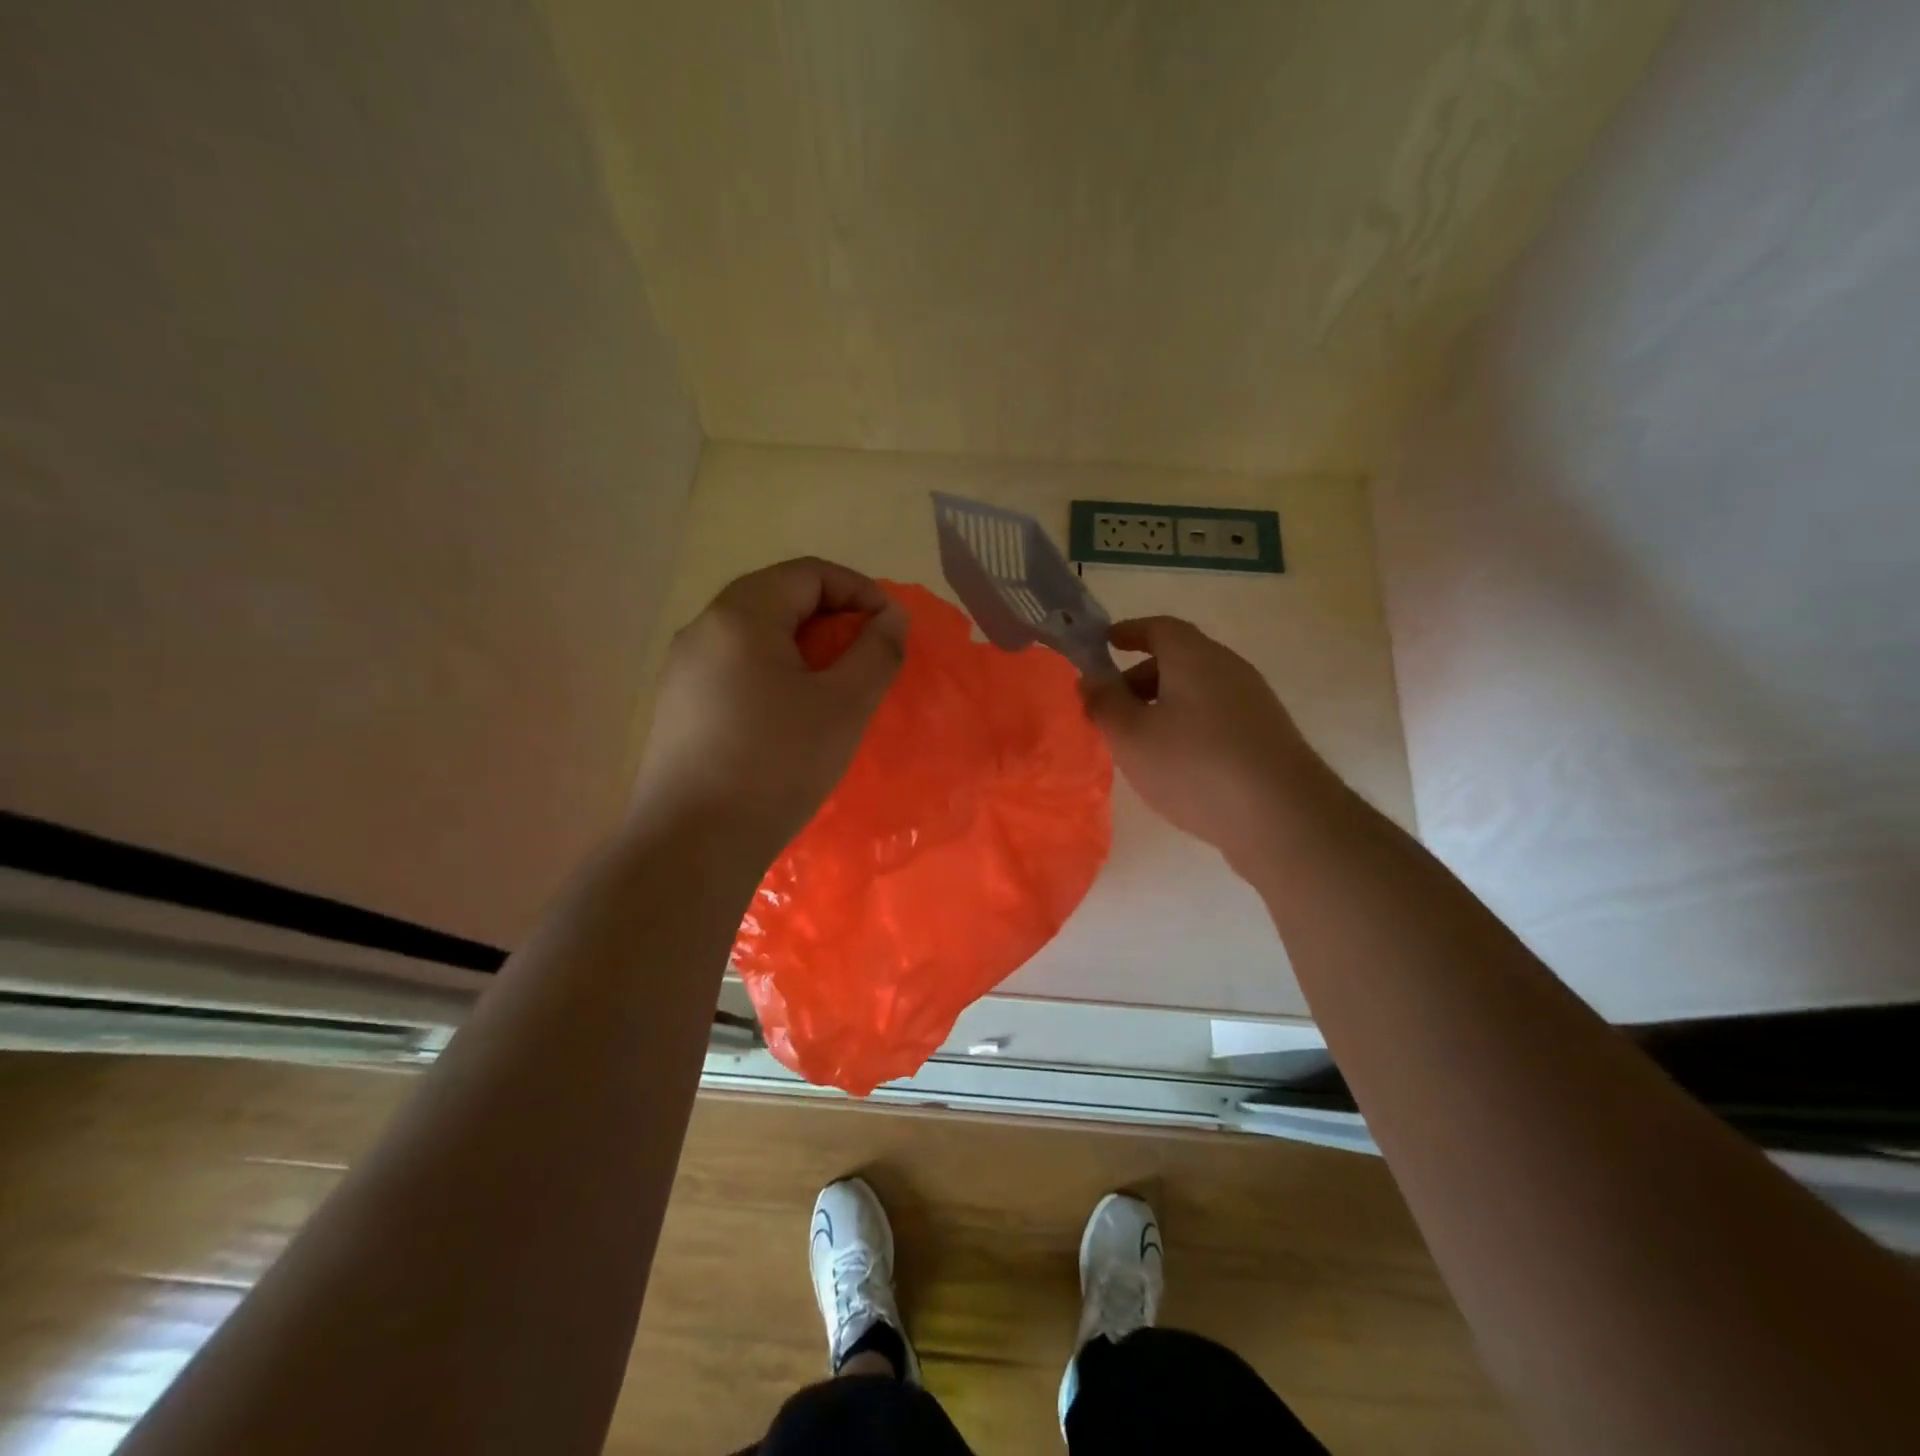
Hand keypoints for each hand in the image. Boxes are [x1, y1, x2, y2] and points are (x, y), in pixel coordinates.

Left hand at [634, 558, 907, 858]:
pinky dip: (776, 674)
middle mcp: (703, 629)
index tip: (891, 630)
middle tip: (868, 657)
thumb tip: (891, 617)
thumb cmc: (777, 763)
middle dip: (833, 619)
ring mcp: (684, 669)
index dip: (860, 592)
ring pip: (756, 636)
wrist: (693, 843)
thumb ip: (877, 651)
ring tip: (836, 688)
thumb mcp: (844, 705)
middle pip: (779, 598)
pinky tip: (792, 717)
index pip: (809, 573)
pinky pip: (737, 669)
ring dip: (805, 649)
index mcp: (741, 614)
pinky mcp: (679, 707)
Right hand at [1082, 617, 1330, 871]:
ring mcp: (1253, 701)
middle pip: (1178, 659)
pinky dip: (1188, 725)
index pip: (1158, 627)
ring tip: (1139, 742)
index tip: (1104, 644)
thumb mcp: (1131, 736)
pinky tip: (1177, 764)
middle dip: (1140, 677)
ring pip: (1198, 690)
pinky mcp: (1266, 735)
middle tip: (1112, 709)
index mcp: (1194, 656)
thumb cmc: (1194, 766)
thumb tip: (1090, 679)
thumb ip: (1103, 703)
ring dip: (1164, 706)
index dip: (1128, 632)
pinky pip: (1216, 716)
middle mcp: (1228, 668)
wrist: (1282, 816)